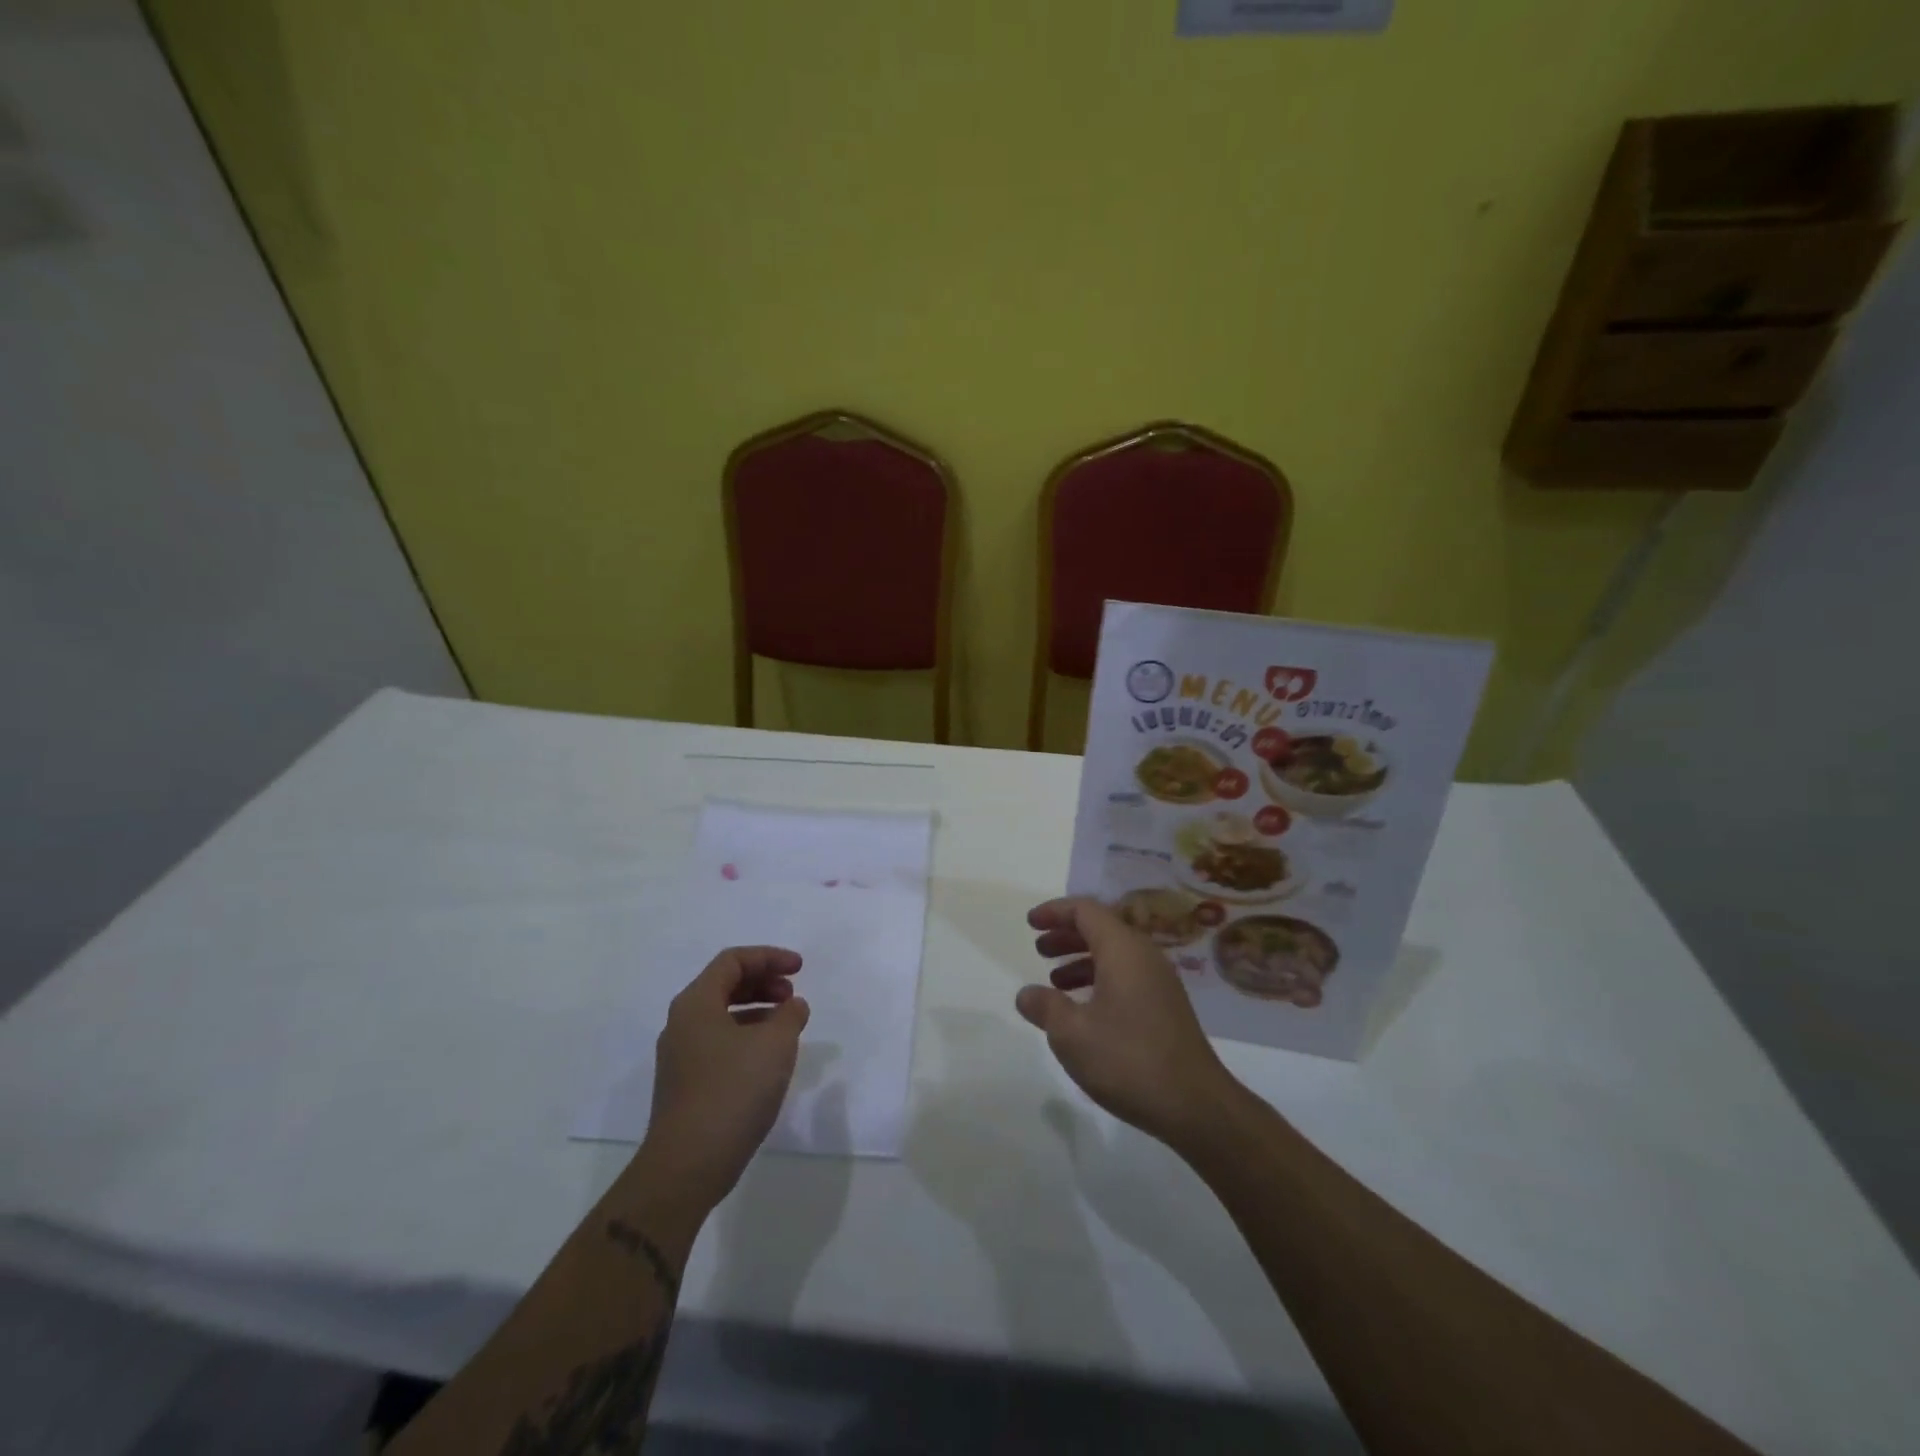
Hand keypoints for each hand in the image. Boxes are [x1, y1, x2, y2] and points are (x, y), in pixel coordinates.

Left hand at [641, 946, 808, 1211]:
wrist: (687, 1166)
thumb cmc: (732, 1092)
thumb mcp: (774, 1045)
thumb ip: (789, 1015)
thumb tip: (792, 1006)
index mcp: (696, 1003)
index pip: (733, 961)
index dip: (769, 957)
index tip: (800, 969)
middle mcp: (682, 1023)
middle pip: (725, 985)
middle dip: (763, 982)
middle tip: (793, 995)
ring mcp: (681, 1055)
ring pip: (722, 1015)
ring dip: (757, 1010)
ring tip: (787, 1025)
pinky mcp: (686, 1084)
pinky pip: (719, 1042)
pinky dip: (747, 1036)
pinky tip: (769, 1057)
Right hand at [1018, 897, 1238, 1147]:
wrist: (1196, 1106)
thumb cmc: (1128, 1060)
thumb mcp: (1072, 1034)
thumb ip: (1045, 1007)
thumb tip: (1026, 994)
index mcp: (1123, 950)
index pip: (1086, 910)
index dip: (1055, 911)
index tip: (1030, 923)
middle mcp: (1144, 956)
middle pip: (1101, 928)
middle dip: (1067, 934)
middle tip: (1039, 949)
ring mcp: (1159, 982)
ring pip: (1114, 954)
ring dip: (1081, 959)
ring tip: (1054, 981)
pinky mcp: (1166, 1007)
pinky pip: (1126, 976)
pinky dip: (1099, 979)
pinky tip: (1084, 1009)